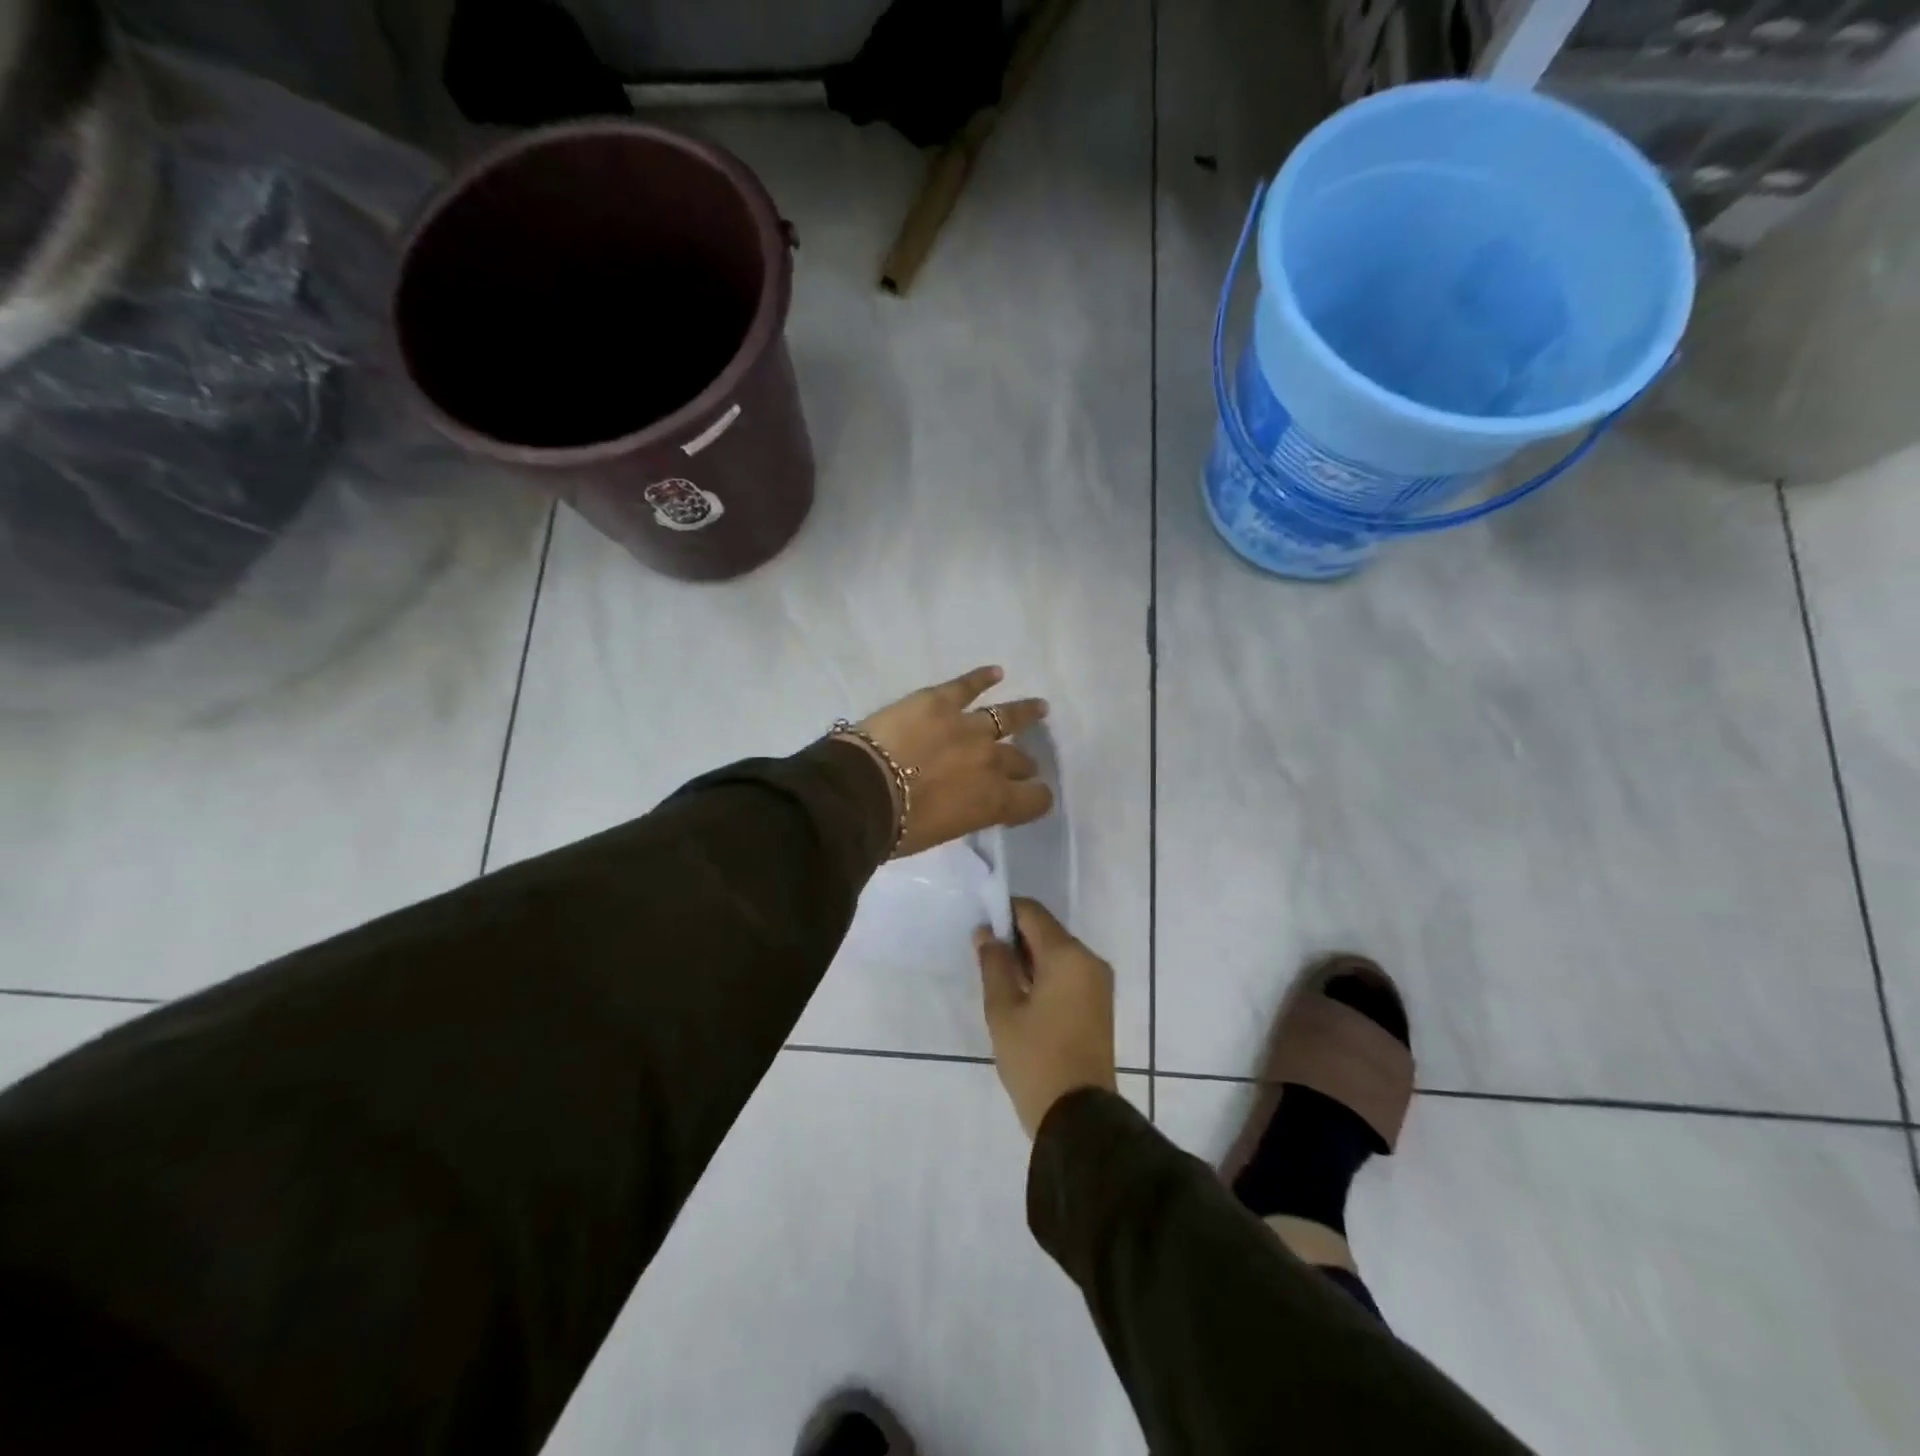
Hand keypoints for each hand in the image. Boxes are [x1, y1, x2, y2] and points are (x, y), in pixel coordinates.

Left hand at [843, 665, 1051, 858]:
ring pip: (1007, 717)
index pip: (1036, 799)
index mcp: (994, 800)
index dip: (1036, 799)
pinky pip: (968, 685)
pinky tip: (995, 673)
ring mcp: (969, 725)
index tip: (1028, 798)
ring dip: (1025, 713)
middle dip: (1021, 765)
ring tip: (1039, 707)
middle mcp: (992, 761)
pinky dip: (982, 677)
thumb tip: (968, 801)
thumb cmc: (897, 827)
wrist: (862, 791)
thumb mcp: (943, 832)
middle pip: (1020, 760)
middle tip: (1018, 765)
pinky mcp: (941, 700)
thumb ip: (967, 813)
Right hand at [977, 898, 1116, 1138]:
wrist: (1077, 1117)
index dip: (1003, 912)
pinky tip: (1021, 995)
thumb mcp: (1003, 1010)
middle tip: (983, 957)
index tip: (979, 927)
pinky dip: (1045, 975)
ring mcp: (1098, 983)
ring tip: (998, 978)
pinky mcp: (1099, 1003)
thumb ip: (993, 964)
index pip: (1032, 913)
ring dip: (1029, 958)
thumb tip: (985, 933)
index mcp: (1067, 955)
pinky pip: (1068, 973)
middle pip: (1047, 932)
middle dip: (1015, 937)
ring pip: (1058, 953)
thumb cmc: (1035, 1058)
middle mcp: (1089, 960)